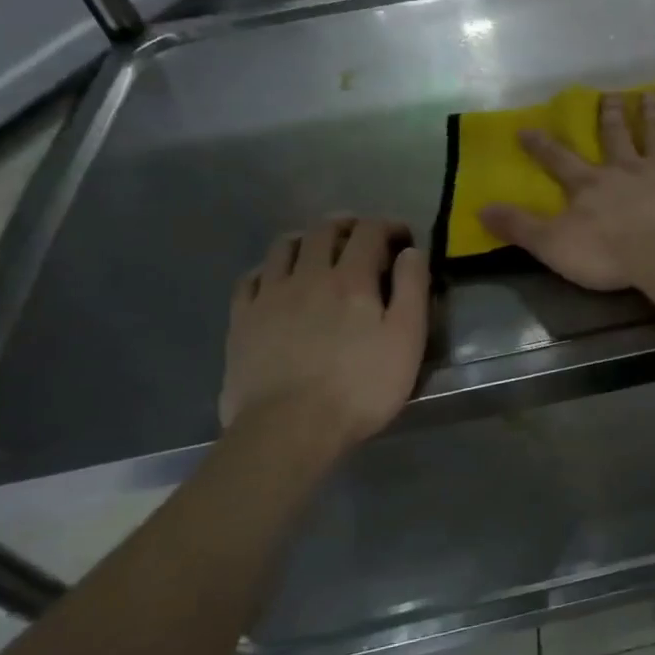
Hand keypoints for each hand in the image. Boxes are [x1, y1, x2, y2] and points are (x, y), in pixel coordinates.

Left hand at [219, 216, 428, 458]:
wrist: (289, 429)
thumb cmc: (361, 388)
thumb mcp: (407, 340)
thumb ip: (412, 289)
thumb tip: (411, 251)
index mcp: (352, 279)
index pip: (369, 232)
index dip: (389, 226)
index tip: (403, 238)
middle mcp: (308, 275)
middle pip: (323, 230)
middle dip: (347, 225)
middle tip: (363, 237)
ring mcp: (269, 295)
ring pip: (284, 246)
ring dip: (306, 239)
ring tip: (319, 251)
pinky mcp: (242, 320)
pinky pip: (252, 277)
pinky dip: (270, 268)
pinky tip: (278, 280)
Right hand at [481, 91, 654, 291]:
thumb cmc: (607, 254)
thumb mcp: (552, 245)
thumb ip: (519, 227)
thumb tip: (480, 209)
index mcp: (589, 185)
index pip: (558, 160)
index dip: (541, 145)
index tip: (527, 128)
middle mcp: (623, 168)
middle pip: (614, 136)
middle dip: (609, 116)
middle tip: (610, 95)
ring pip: (654, 134)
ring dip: (652, 114)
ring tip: (652, 94)